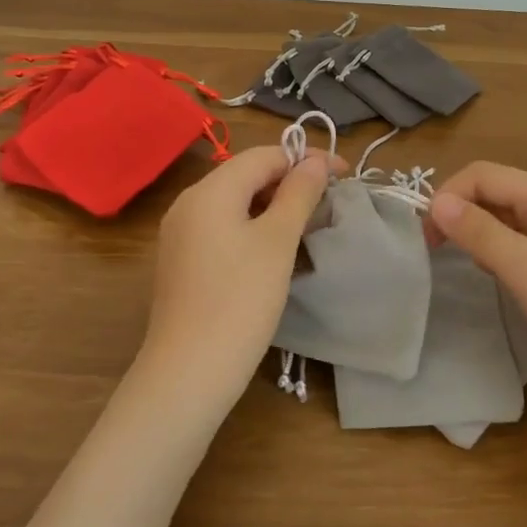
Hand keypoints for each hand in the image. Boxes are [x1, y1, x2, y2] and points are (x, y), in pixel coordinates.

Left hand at [139, 145, 339, 405]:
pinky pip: (222, 228)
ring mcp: (180, 234)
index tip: (345, 175)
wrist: (188, 371)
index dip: (306, 159)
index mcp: (210, 190)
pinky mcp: (181, 261)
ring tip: (309, 225)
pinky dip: (253, 228)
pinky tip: (275, 250)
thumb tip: (314, 161)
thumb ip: (298, 195)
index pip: (264, 155)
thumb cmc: (240, 301)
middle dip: (290, 182)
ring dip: (274, 206)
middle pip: (246, 175)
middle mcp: (188, 203)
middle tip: (329, 202)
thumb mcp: (277, 242)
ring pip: (235, 203)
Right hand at [426, 162, 526, 406]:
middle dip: (464, 214)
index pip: (485, 174)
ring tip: (472, 268)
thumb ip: (480, 231)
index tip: (426, 238)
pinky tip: (504, 281)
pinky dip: (506, 254)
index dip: (449, 196)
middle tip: (440, 253)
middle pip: (500, 192)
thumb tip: (438, 201)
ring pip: (513, 220)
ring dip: (483, 235)